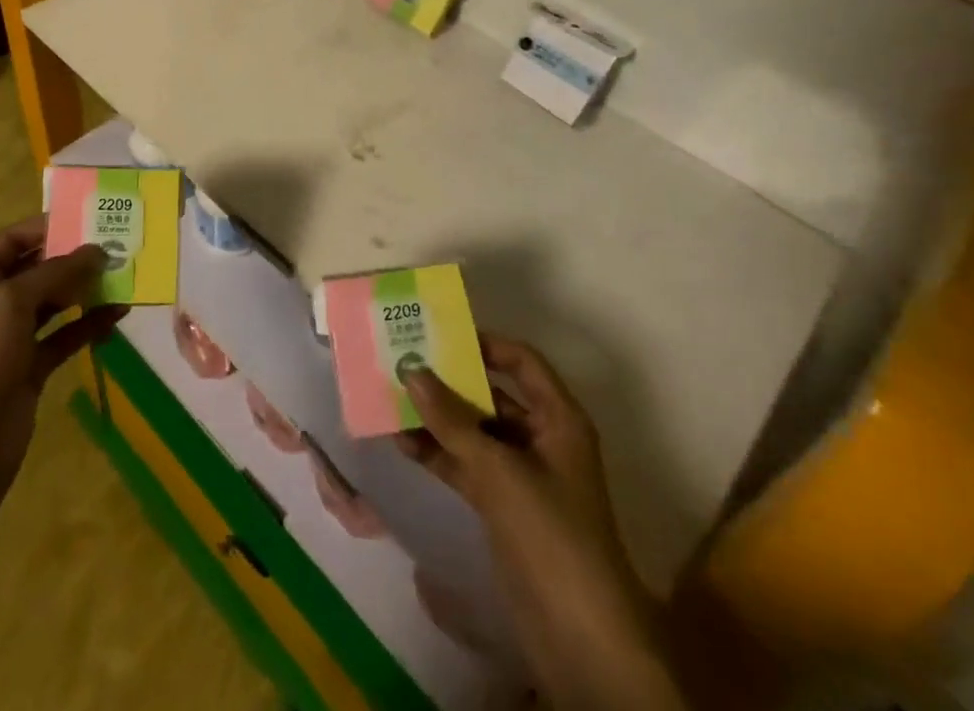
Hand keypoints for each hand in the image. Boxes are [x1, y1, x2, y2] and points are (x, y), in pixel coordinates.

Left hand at [0, 217, 125, 496]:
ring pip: (55, 302)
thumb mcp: (14, 301)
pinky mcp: (33, 366)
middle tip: (115, 246)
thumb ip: (57, 271)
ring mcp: (14, 337)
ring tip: (123, 276)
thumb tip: (98, 250)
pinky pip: (66, 335)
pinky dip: (90, 324)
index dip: (46, 226)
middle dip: (73, 257)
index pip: (12, 240)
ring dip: (85, 289)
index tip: (86, 218)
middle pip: (38, 269)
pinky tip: (118, 314)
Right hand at [396, 334, 685, 710]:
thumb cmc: (551, 535)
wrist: (581, 639)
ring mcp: (522, 475)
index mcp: (558, 419)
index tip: (439, 335)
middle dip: (450, 381)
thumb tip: (410, 368)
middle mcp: (541, 438)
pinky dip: (439, 454)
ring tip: (392, 399)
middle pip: (493, 394)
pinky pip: (467, 465)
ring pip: (475, 431)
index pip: (521, 361)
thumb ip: (451, 420)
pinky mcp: (504, 507)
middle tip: (404, 361)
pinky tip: (402, 443)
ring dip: (438, 419)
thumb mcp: (498, 470)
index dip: (484, 344)